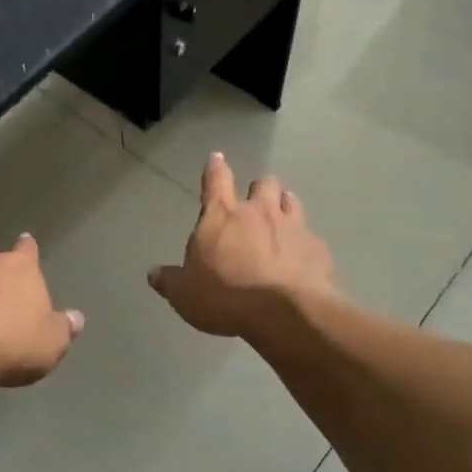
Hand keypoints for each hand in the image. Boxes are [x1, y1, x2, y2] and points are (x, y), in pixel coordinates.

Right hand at [148, 153, 336, 338]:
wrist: (286, 313)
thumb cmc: (226, 296)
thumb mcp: (185, 294)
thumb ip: (170, 281)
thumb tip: (154, 273)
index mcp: (221, 216)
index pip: (216, 180)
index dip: (215, 168)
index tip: (217, 157)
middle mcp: (258, 212)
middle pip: (262, 184)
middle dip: (258, 190)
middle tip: (254, 204)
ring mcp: (293, 226)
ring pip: (290, 200)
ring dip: (283, 205)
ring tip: (280, 218)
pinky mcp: (317, 248)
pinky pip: (310, 236)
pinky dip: (304, 243)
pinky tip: (301, 258)